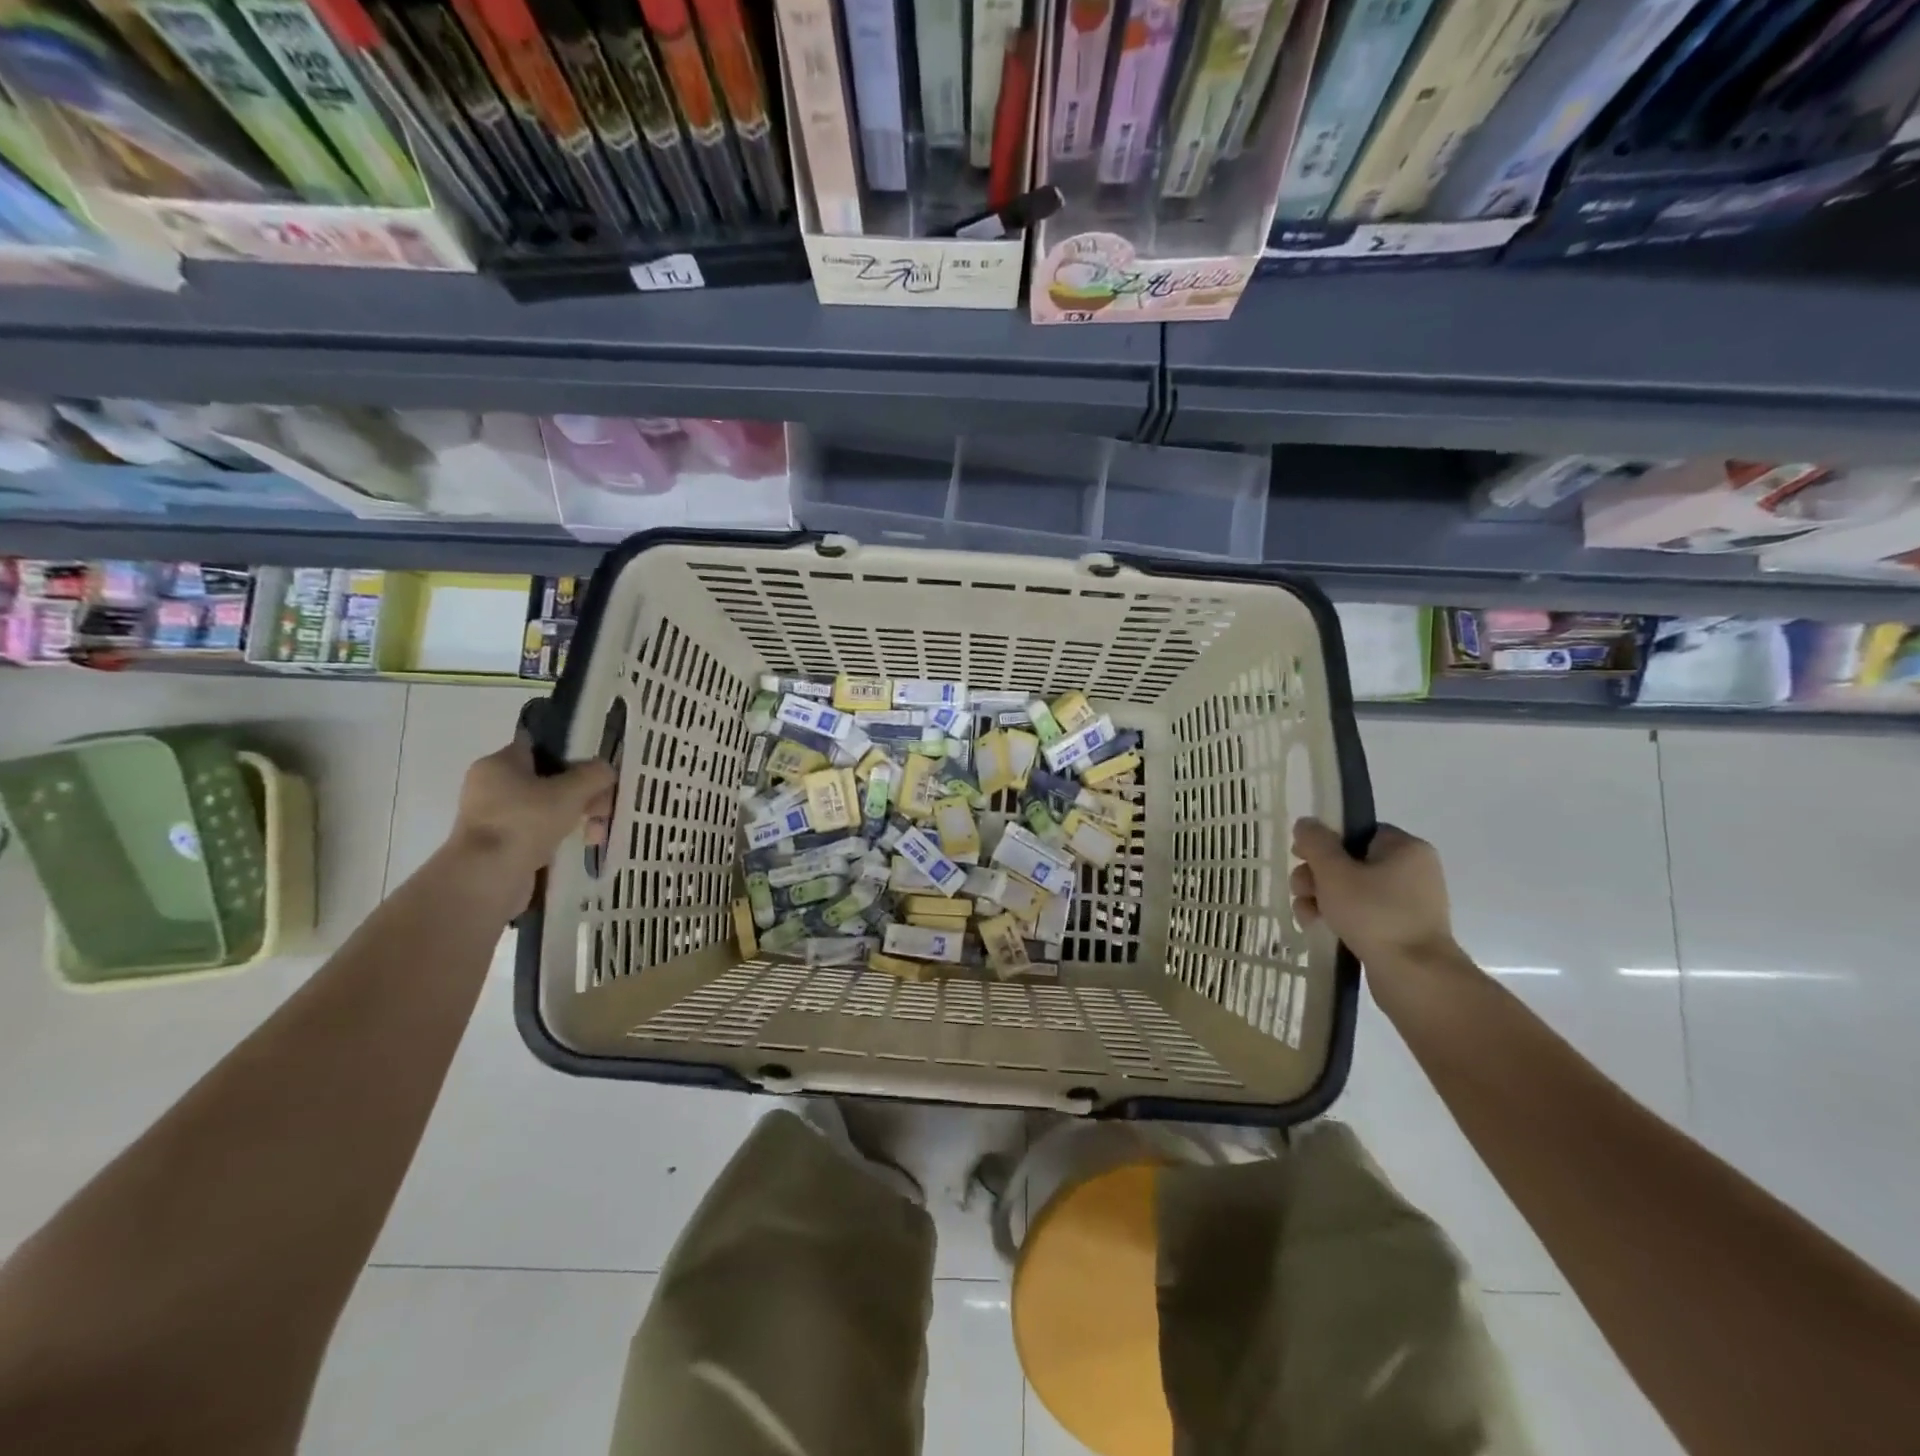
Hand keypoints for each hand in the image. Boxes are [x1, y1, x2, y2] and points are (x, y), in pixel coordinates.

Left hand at [445, 738, 616, 896]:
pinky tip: (581, 846)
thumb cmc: (525, 822)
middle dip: (582, 794)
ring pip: (547, 808)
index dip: (571, 754)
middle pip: (549, 780)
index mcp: (499, 764)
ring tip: (596, 835)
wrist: (486, 878)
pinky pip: (538, 832)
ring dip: (577, 817)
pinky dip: (560, 836)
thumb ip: (594, 775)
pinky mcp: (500, 845)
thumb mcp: (571, 792)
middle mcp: (491, 786)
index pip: (540, 746)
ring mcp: (494, 818)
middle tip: (603, 809)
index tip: (596, 771)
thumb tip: (606, 769)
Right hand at [1290, 819, 1459, 974]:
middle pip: (1349, 862)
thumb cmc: (1374, 914)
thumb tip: (1306, 824)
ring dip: (1320, 898)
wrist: (1415, 977)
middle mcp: (1411, 872)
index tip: (1301, 856)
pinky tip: (1316, 927)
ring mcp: (1407, 903)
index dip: (1325, 842)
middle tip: (1301, 889)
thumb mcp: (1335, 872)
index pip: (1357, 832)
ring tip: (1305, 914)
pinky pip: (1361, 913)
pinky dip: (1337, 917)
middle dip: (1316, 875)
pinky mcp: (1398, 930)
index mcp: (1405, 849)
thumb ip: (1316, 843)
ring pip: (1350, 890)